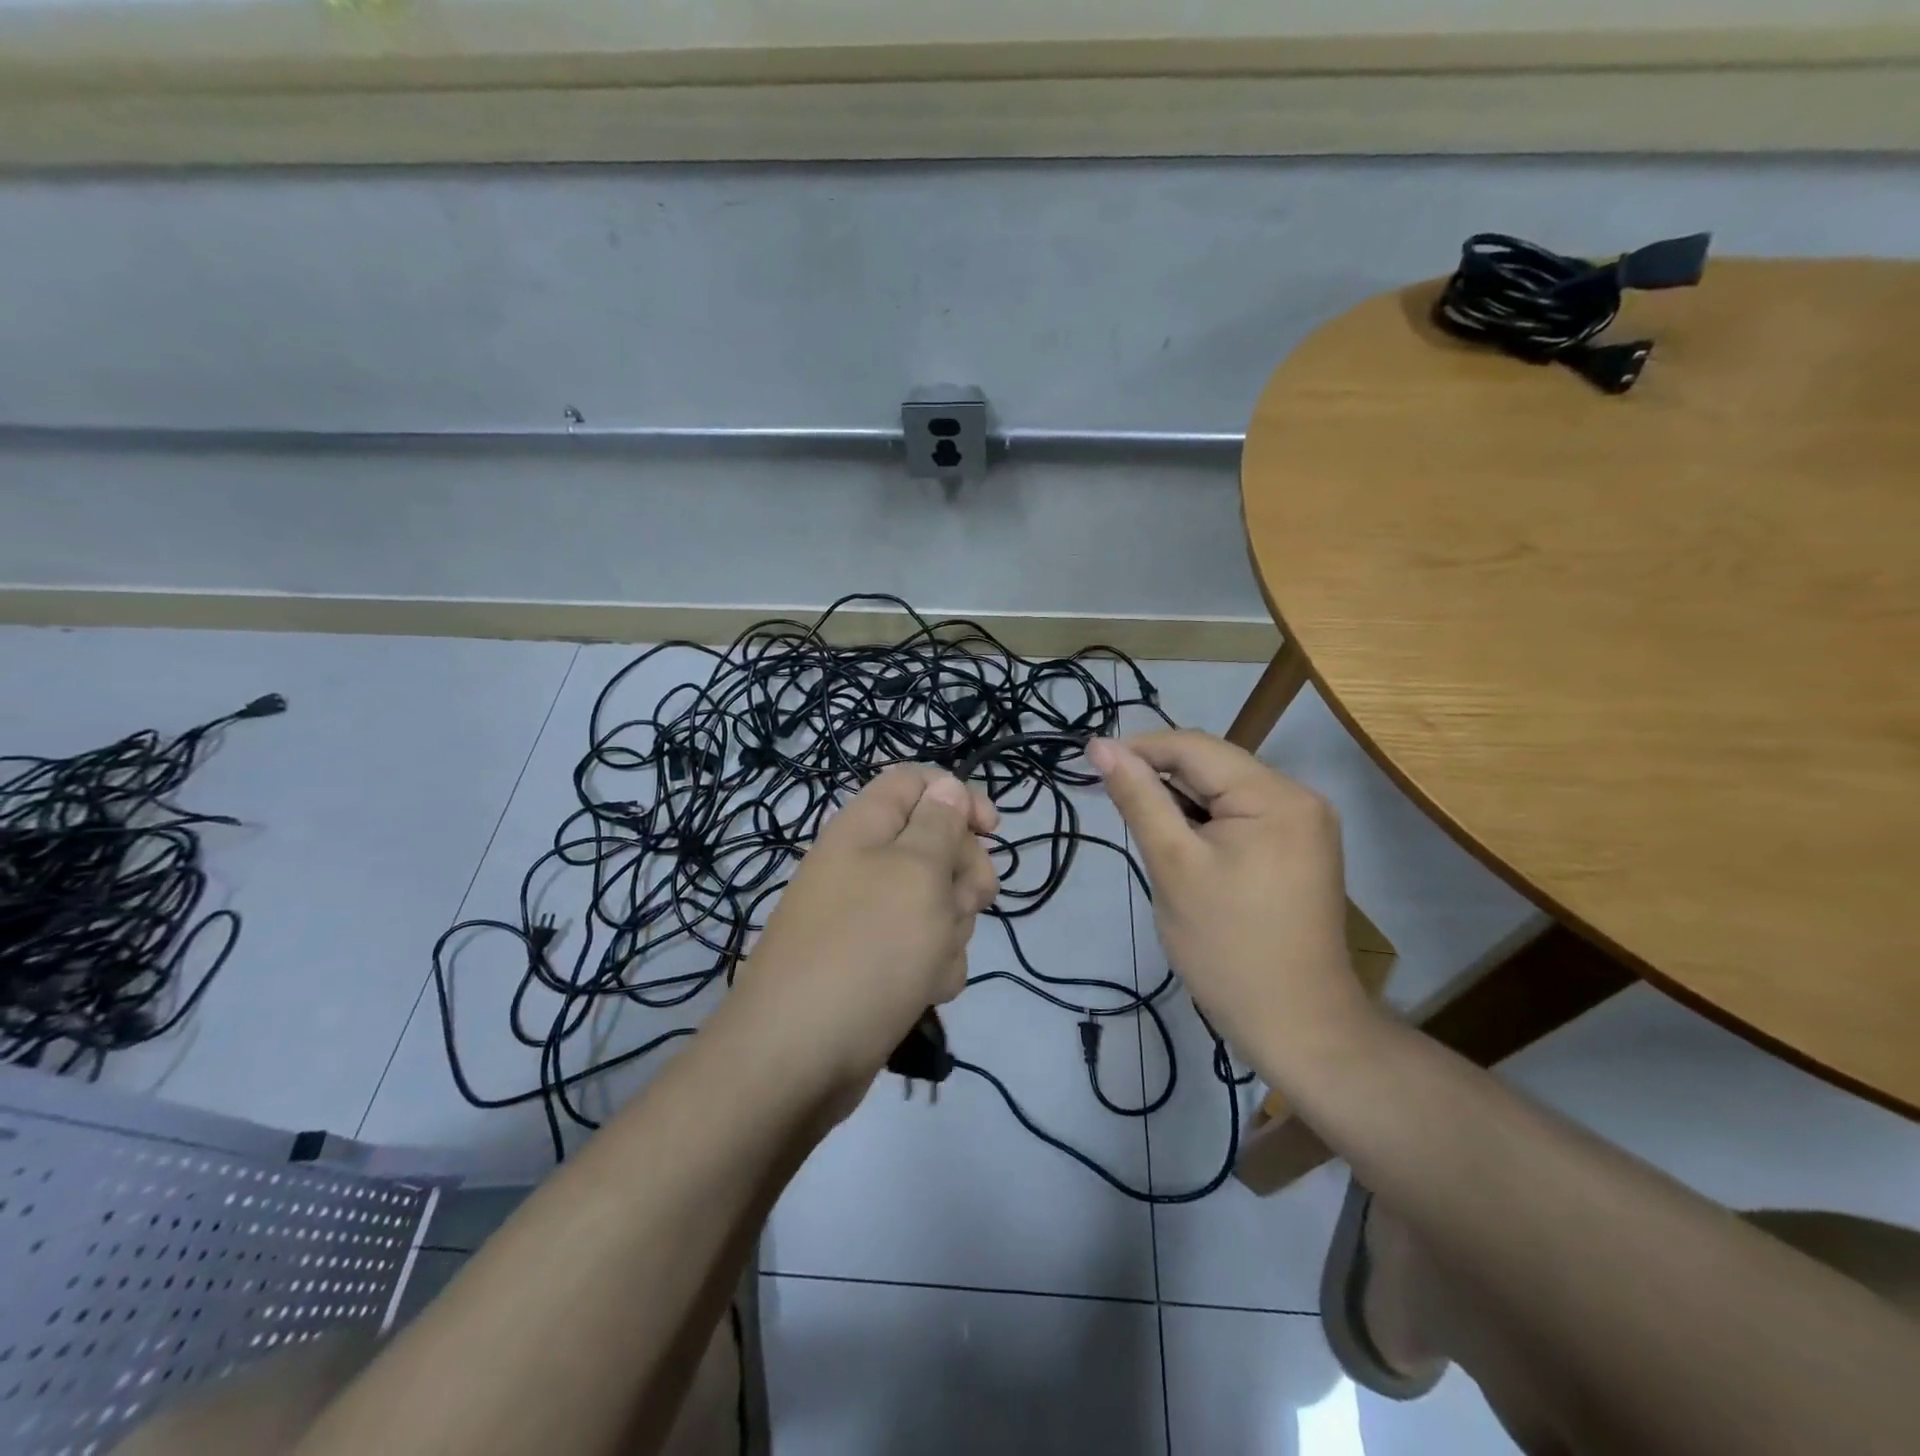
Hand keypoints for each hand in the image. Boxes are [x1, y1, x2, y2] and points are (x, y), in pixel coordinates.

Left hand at [734, 765, 999, 1093]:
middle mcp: (864, 866)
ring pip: (938, 904)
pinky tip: (922, 991)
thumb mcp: (915, 874)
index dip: (957, 796)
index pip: (915, 782)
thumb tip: (945, 786)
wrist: (798, 1058)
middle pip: (935, 845)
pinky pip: (924, 950)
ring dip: (949, 930)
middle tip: (968, 902)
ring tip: (930, 960)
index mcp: (864, 829)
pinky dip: (932, 968)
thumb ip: (938, 825)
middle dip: (963, 874)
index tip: (992, 830)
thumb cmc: (866, 950)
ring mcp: (868, 919)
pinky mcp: (875, 965)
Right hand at [1088, 731, 1372, 1071]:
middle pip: (1213, 767)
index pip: (1195, 747)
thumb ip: (1139, 799)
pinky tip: (1183, 849)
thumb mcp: (1173, 865)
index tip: (1091, 761)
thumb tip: (1102, 746)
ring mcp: (1305, 824)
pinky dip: (1206, 824)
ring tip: (1147, 834)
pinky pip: (1242, 817)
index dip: (1139, 748)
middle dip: (1160, 779)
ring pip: (1225, 792)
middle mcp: (1299, 797)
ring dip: (1181, 803)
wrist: (1297, 1024)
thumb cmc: (1227, 946)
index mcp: (1275, 794)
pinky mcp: (1300, 849)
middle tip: (1113, 804)